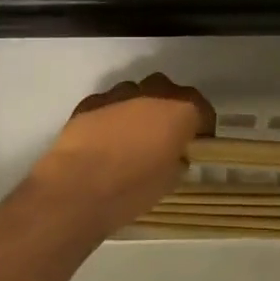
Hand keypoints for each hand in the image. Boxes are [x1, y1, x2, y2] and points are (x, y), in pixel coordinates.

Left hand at [29, 74, 213, 237]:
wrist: (77, 188)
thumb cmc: (132, 188)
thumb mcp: (169, 181)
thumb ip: (177, 159)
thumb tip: (174, 155)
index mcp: (180, 111)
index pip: (202, 109)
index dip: (202, 126)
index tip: (197, 142)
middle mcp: (152, 94)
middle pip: (169, 91)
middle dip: (170, 109)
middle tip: (165, 135)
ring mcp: (118, 94)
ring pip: (137, 92)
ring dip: (139, 109)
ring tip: (132, 137)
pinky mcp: (90, 101)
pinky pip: (109, 103)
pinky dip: (112, 115)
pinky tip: (105, 139)